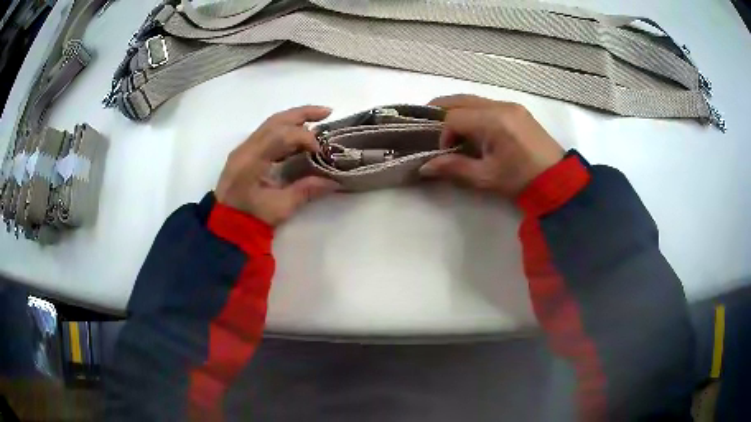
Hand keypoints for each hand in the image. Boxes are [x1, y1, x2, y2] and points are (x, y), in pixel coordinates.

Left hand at [215, 106, 339, 225]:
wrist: (226, 226)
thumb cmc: (252, 219)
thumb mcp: (280, 207)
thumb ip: (306, 190)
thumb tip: (334, 181)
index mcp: (251, 160)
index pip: (281, 135)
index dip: (305, 138)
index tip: (322, 152)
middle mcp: (246, 148)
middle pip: (276, 121)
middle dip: (303, 113)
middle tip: (327, 112)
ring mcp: (244, 149)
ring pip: (271, 123)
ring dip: (295, 118)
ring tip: (318, 118)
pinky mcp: (246, 153)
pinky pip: (267, 132)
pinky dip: (286, 128)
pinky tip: (300, 134)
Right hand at [419, 95, 564, 196]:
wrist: (558, 180)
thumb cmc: (522, 180)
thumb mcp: (487, 177)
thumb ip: (454, 168)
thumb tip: (424, 166)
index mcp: (494, 121)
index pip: (454, 117)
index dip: (442, 134)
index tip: (445, 153)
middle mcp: (501, 105)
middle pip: (460, 99)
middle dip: (441, 111)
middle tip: (428, 126)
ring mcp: (511, 105)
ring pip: (473, 99)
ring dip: (457, 111)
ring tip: (448, 129)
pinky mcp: (517, 110)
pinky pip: (486, 104)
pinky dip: (472, 112)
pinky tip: (472, 129)